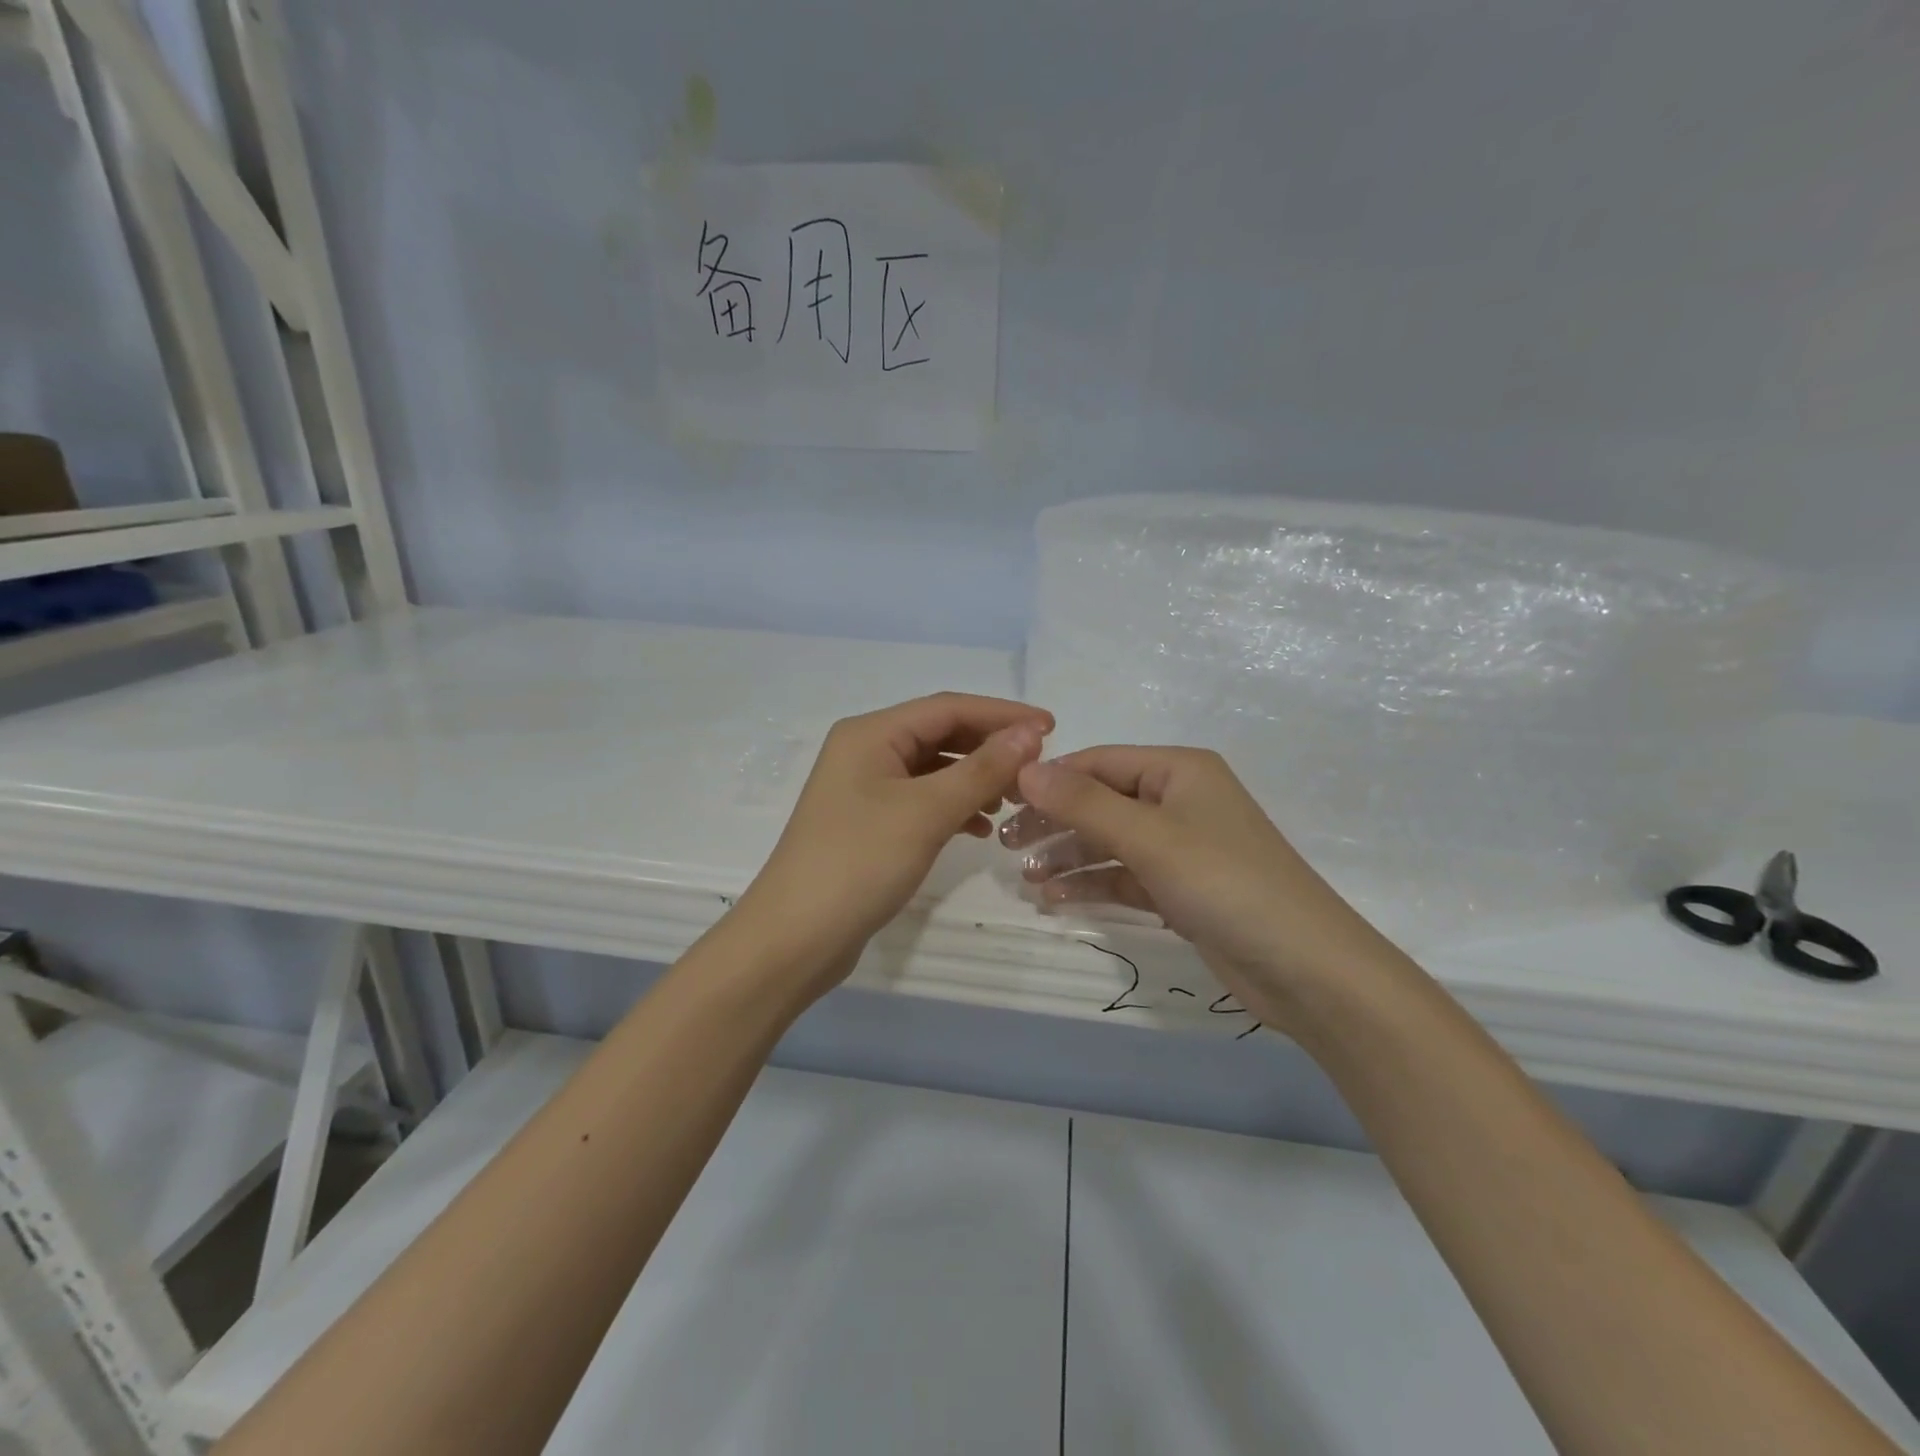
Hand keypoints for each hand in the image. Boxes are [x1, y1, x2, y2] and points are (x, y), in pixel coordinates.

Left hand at [737, 693, 1052, 1001]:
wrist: (795, 939)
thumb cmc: (859, 863)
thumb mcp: (926, 812)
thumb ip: (982, 769)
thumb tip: (1031, 733)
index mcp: (871, 733)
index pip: (949, 707)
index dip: (1003, 714)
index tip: (1053, 727)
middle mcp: (865, 751)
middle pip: (941, 734)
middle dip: (991, 748)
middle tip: (1038, 769)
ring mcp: (865, 788)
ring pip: (934, 769)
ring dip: (975, 779)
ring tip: (1014, 801)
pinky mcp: (869, 822)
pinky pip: (922, 800)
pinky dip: (954, 807)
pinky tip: (979, 828)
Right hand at [1003, 747, 1412, 1028]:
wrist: (1307, 970)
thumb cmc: (1227, 885)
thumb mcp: (1150, 838)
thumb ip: (1084, 803)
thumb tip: (1025, 768)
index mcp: (1178, 771)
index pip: (1097, 762)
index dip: (1049, 779)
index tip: (999, 801)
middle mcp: (1178, 801)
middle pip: (1100, 802)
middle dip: (1053, 822)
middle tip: (1004, 845)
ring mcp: (1180, 848)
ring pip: (1108, 843)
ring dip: (1067, 857)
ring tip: (1024, 877)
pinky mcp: (1181, 890)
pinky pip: (1124, 877)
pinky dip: (1091, 886)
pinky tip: (1054, 901)